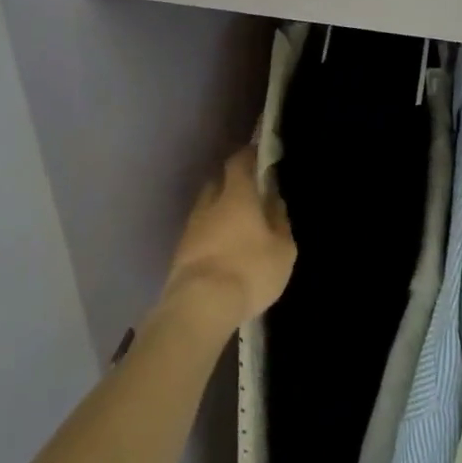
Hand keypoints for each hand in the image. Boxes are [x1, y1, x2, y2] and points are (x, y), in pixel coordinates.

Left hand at [157, 147, 296, 336]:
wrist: (199, 306)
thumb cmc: (248, 270)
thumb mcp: (282, 249)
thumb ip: (280, 221)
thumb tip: (274, 201)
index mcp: (236, 194)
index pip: (238, 162)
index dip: (248, 156)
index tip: (258, 156)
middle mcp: (209, 204)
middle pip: (218, 183)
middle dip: (232, 184)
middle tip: (249, 195)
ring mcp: (190, 228)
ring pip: (206, 209)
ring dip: (219, 212)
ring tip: (236, 227)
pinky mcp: (179, 253)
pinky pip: (199, 233)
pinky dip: (210, 235)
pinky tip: (222, 250)